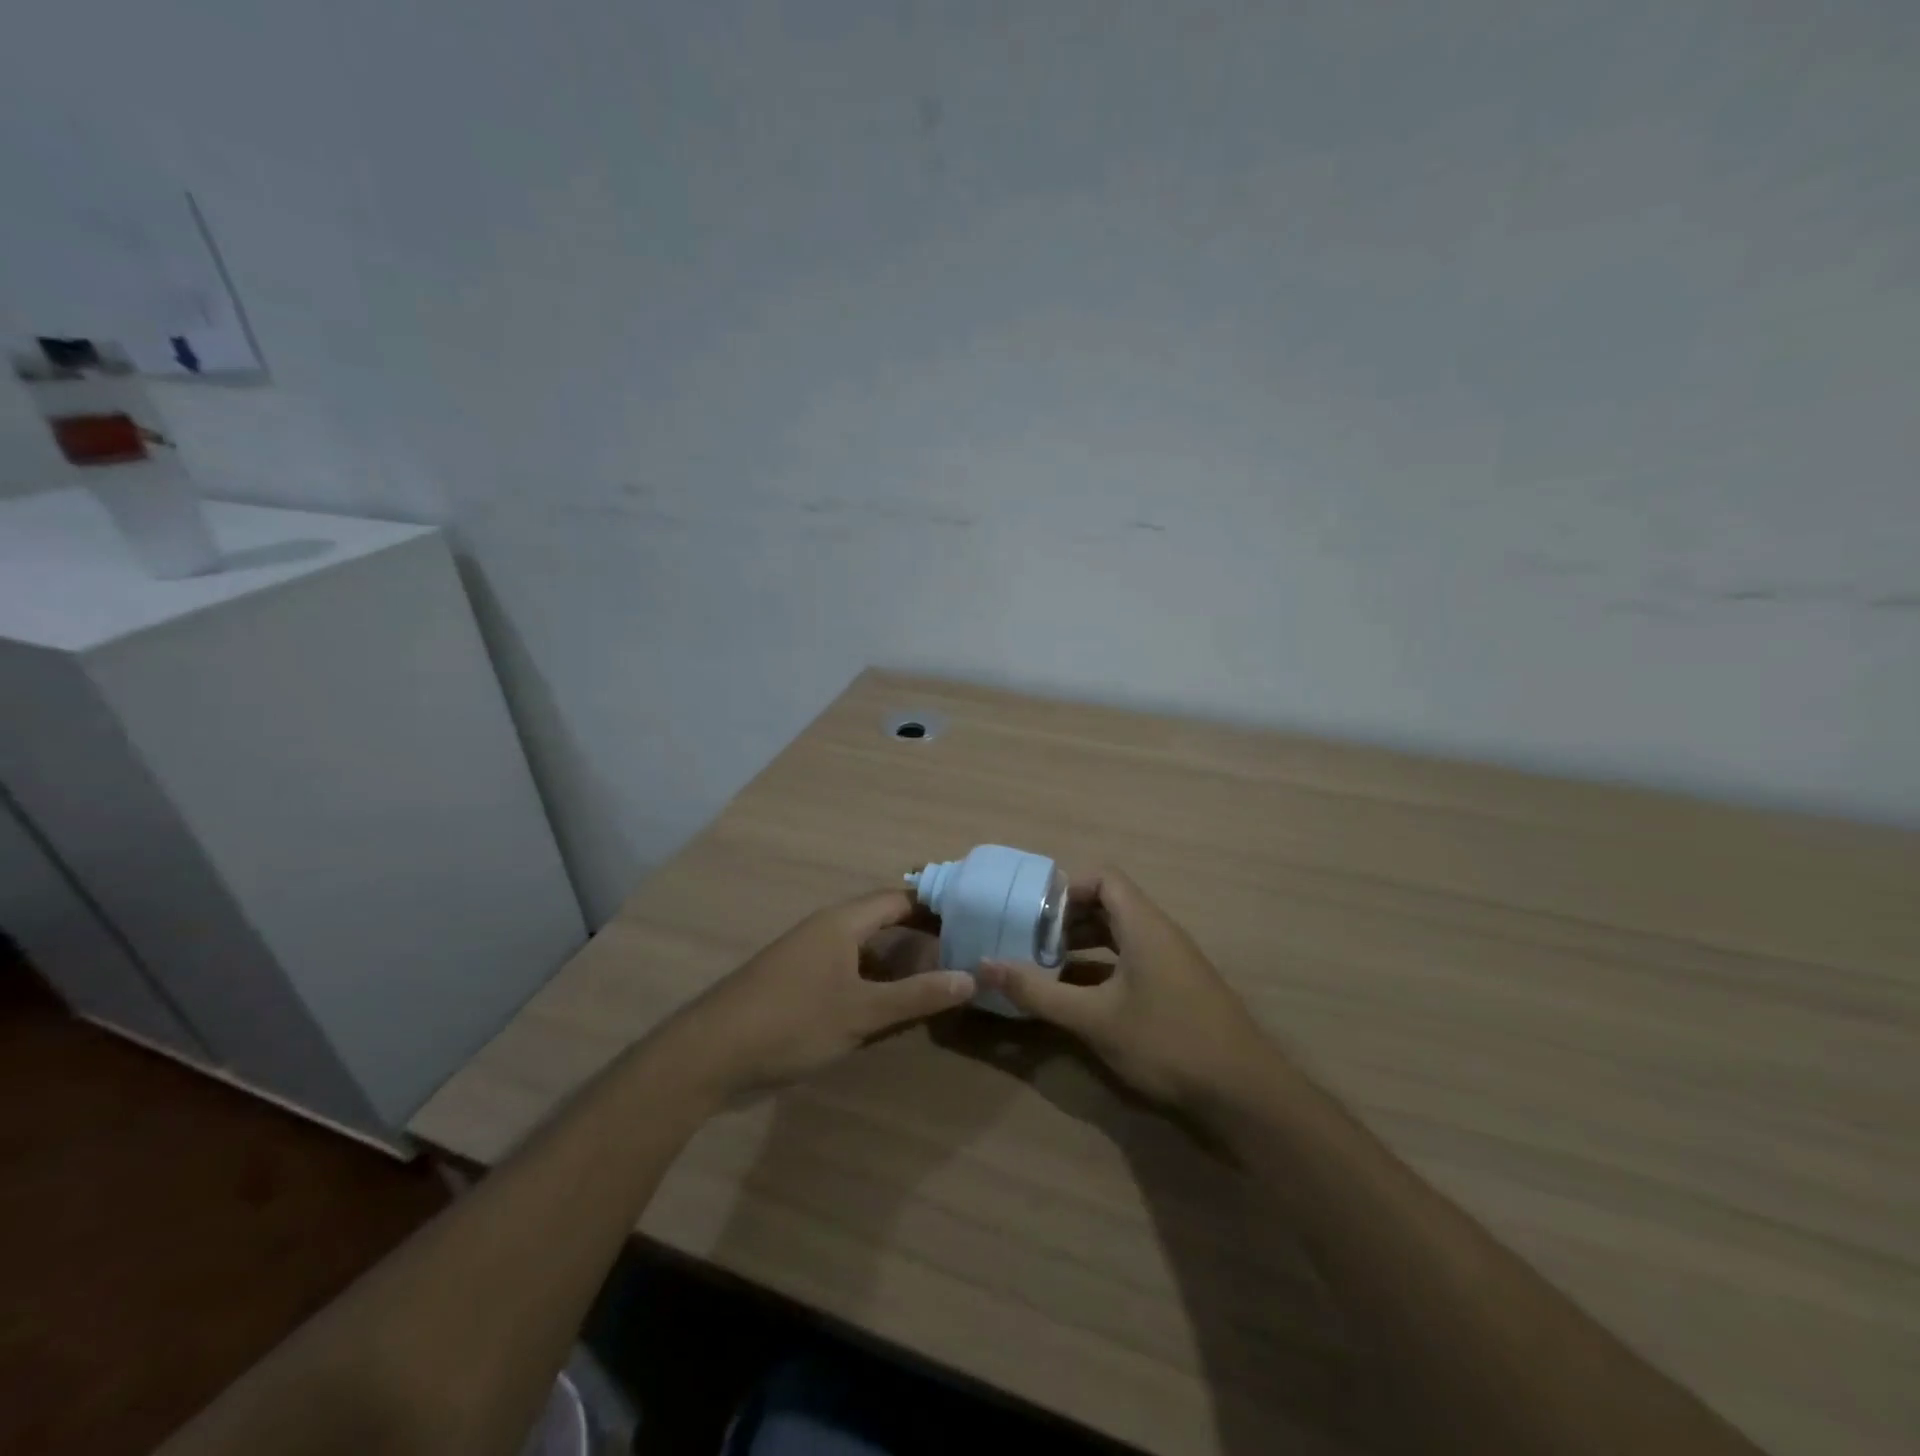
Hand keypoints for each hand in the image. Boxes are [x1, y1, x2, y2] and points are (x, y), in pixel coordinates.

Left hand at [657, 889, 974, 1100]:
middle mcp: (825, 930)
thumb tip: (971, 978)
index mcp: (841, 923)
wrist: (710, 1055)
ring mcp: (807, 957)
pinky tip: (889, 1006)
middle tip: (961, 948)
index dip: (934, 905)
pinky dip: (873, 981)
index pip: (898, 899)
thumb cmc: (792, 1021)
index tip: (970, 915)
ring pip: (863, 950)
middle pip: (881, 920)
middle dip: (919, 934)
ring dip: (896, 961)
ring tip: (936, 977)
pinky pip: (846, 971)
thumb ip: (916, 996)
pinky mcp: (796, 984)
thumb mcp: (861, 1012)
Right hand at [978, 868, 1272, 1108]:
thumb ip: (1038, 991)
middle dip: (1067, 917)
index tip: (1033, 912)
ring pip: (1121, 933)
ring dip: (1084, 942)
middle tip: (1030, 938)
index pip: (1103, 878)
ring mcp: (1172, 960)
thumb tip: (985, 965)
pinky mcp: (1177, 986)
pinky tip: (1079, 994)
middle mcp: (1160, 932)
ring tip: (1046, 963)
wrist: (1245, 1093)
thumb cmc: (1166, 1042)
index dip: (1066, 887)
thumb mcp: (1094, 1018)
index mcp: (1144, 924)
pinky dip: (1103, 965)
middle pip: (1110, 903)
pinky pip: (1132, 958)